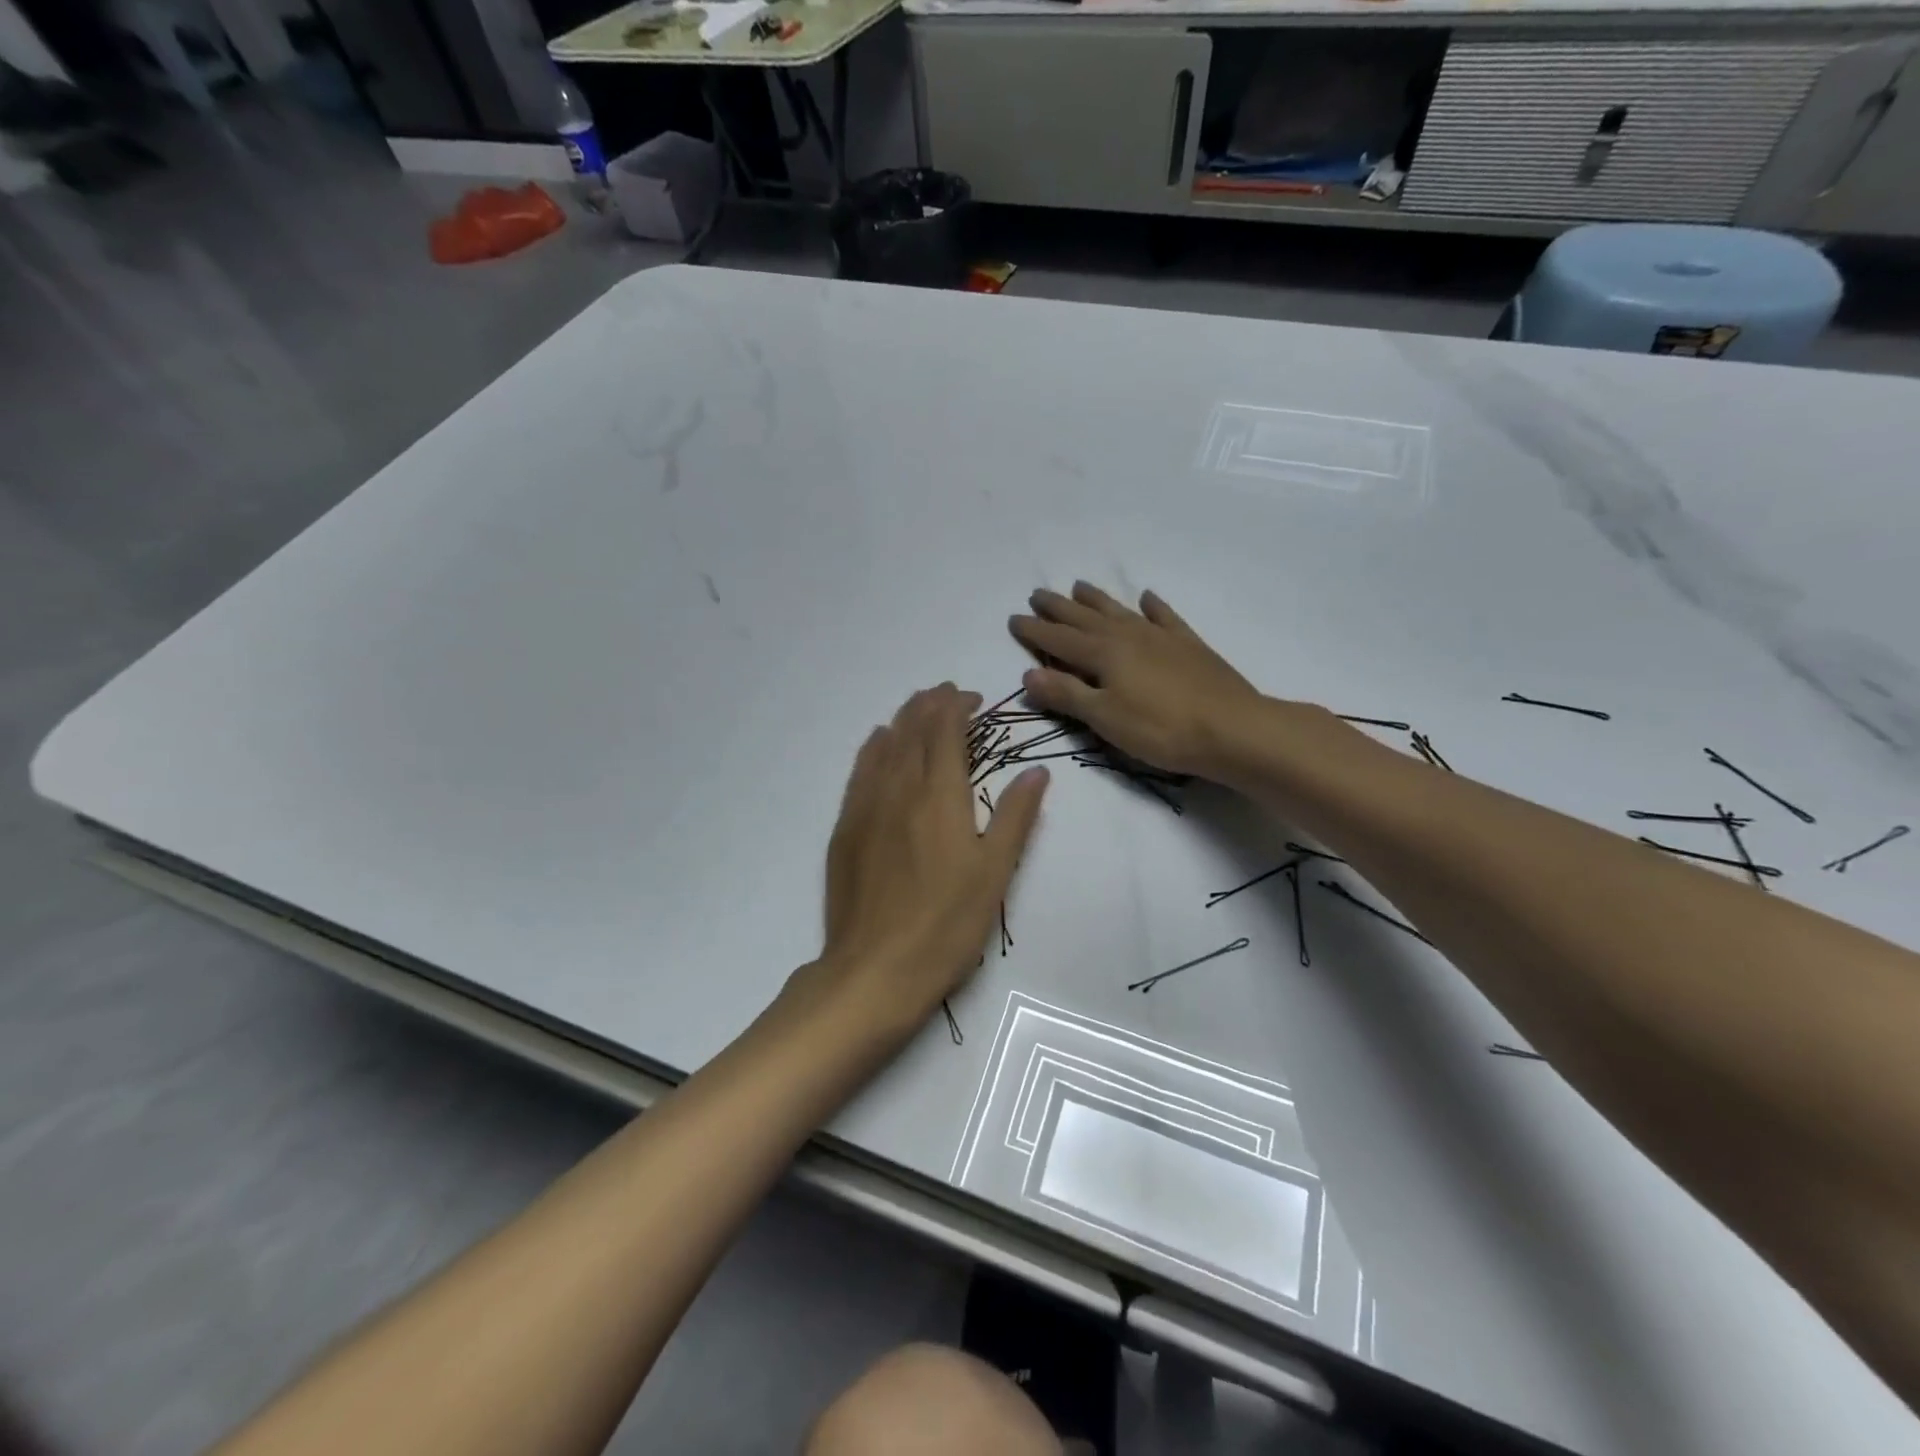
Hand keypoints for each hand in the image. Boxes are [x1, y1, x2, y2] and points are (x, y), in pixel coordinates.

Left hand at [800, 683, 1048, 1041]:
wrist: (875, 970)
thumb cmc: (947, 925)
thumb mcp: (995, 874)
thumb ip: (1015, 817)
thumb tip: (1037, 773)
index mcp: (940, 797)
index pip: (946, 732)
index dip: (958, 707)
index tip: (972, 697)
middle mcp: (899, 789)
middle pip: (912, 730)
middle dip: (930, 705)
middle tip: (947, 694)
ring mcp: (866, 807)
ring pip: (884, 745)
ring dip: (902, 720)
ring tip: (917, 708)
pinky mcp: (845, 828)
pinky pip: (859, 771)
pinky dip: (873, 747)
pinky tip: (878, 744)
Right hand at [1010, 582, 1265, 778]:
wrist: (1232, 729)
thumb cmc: (1160, 729)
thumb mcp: (1104, 718)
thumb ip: (1066, 694)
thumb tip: (1027, 674)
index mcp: (1103, 654)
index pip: (1058, 640)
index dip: (1034, 631)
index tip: (1013, 618)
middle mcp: (1127, 636)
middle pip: (1085, 618)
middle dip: (1058, 607)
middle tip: (1037, 593)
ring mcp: (1160, 637)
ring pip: (1119, 611)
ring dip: (1096, 599)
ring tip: (1078, 585)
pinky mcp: (1188, 645)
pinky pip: (1165, 617)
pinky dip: (1153, 606)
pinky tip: (1146, 597)